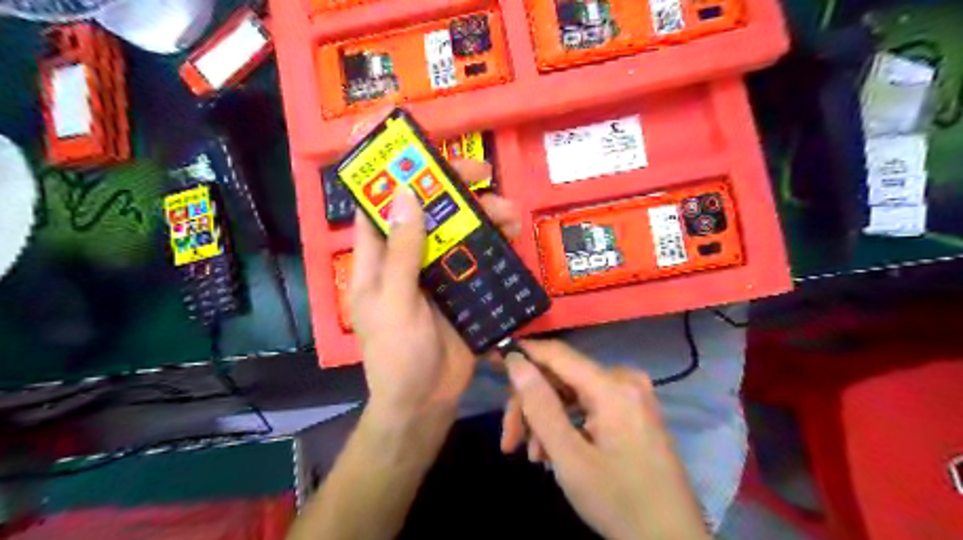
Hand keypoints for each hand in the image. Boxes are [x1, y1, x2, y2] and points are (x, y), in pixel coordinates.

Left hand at [353, 161, 519, 426]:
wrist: (426, 401)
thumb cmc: (397, 354)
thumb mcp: (393, 301)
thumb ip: (401, 252)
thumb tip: (406, 194)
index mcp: (378, 259)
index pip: (379, 206)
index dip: (393, 175)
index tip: (419, 150)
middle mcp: (407, 259)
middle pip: (428, 213)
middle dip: (453, 191)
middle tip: (483, 174)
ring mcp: (437, 273)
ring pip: (458, 232)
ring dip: (483, 217)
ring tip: (510, 212)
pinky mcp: (462, 289)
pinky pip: (478, 259)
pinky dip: (494, 246)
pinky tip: (512, 237)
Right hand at [504, 341, 704, 539]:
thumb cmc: (619, 502)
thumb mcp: (570, 458)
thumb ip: (540, 406)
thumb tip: (515, 362)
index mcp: (613, 386)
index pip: (556, 354)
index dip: (522, 355)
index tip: (493, 363)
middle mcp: (624, 380)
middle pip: (561, 377)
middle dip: (531, 406)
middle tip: (509, 441)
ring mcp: (630, 394)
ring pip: (571, 393)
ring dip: (546, 420)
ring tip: (533, 456)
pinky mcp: (632, 409)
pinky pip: (588, 404)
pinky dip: (566, 424)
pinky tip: (553, 452)